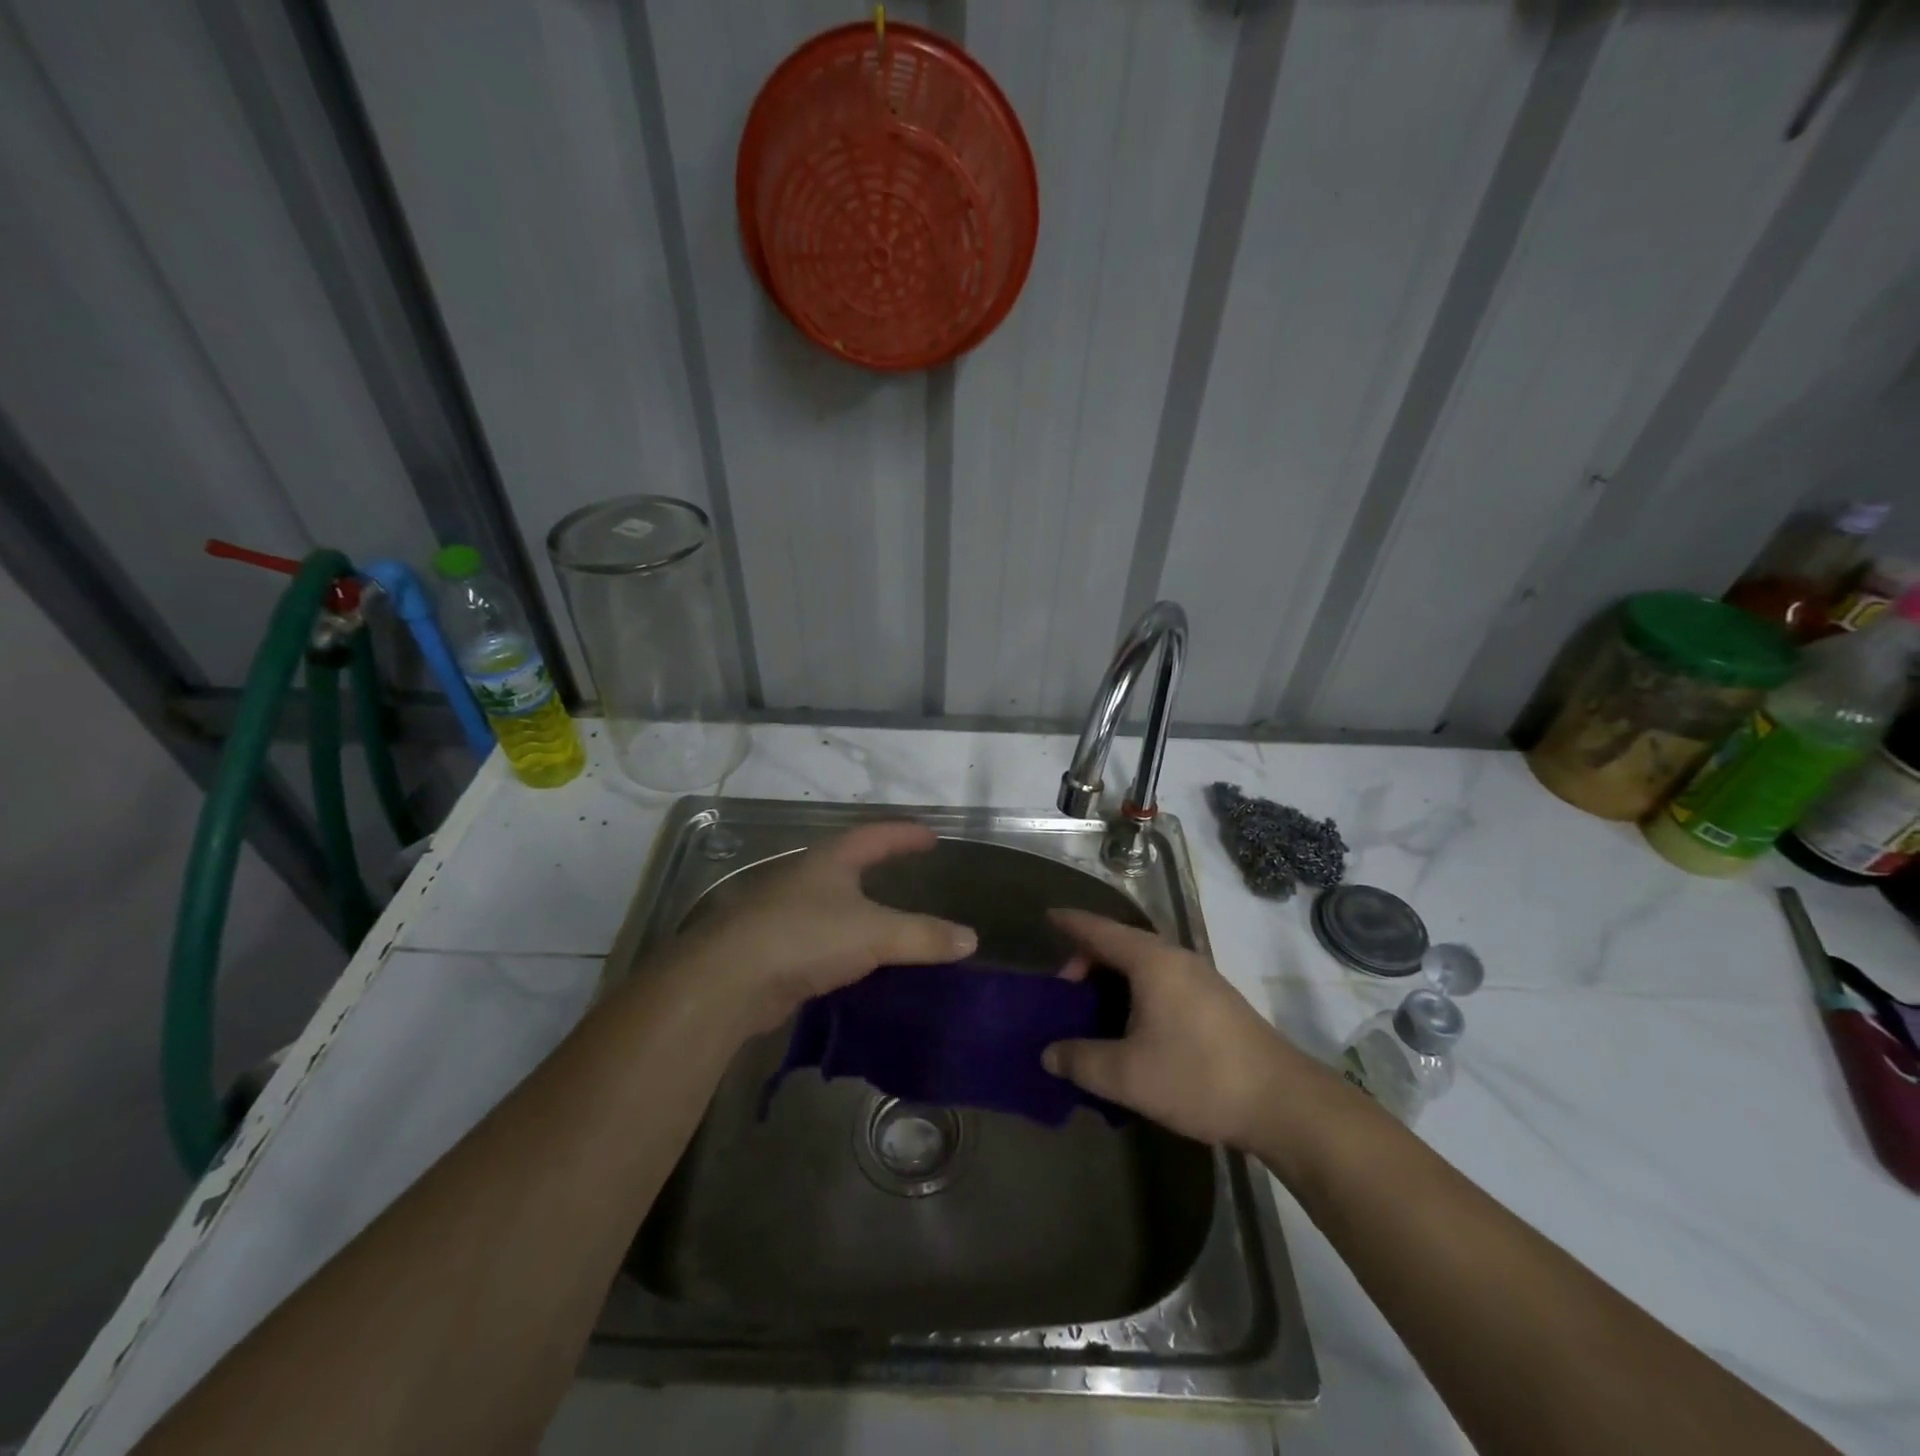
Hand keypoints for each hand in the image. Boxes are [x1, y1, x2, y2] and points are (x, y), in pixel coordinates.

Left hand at [673, 822, 976, 1036]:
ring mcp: (784, 912)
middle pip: (848, 863)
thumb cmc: (805, 937)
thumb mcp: (874, 934)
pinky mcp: (774, 948)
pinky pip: (820, 938)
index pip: (875, 836)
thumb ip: (924, 936)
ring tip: (888, 918)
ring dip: (859, 907)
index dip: (904, 835)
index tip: (931, 836)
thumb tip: (971, 939)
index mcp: (830, 861)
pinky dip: (843, 942)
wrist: (728, 981)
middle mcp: (805, 878)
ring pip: (831, 903)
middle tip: (908, 870)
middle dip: (878, 864)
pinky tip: (855, 961)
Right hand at [1044, 909, 1333, 1148]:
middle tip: (1065, 995)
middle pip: (1121, 945)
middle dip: (1088, 962)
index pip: (1099, 930)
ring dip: (1113, 981)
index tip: (1047, 916)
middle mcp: (1176, 958)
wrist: (1283, 1102)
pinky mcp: (1215, 1001)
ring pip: (1144, 965)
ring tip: (1094, 1014)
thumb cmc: (1198, 1076)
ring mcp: (1200, 978)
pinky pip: (1162, 982)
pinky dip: (1136, 993)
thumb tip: (1048, 1054)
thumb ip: (1080, 1060)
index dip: (1071, 923)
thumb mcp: (1127, 1075)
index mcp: (1151, 961)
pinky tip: (1133, 1030)